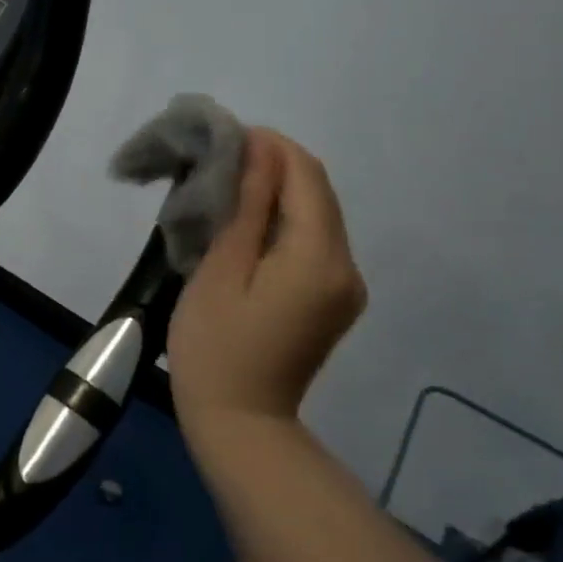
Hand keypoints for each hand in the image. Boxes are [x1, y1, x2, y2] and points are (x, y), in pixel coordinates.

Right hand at [167, 129, 365, 439]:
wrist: (240, 423)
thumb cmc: (215, 347)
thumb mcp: (221, 270)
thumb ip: (247, 206)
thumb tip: (259, 150)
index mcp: (319, 257)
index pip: (306, 176)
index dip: (270, 147)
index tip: (224, 138)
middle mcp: (347, 265)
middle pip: (317, 192)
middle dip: (273, 165)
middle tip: (219, 162)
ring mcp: (345, 285)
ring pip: (317, 215)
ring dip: (277, 192)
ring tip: (228, 189)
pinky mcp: (334, 299)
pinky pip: (314, 242)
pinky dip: (284, 222)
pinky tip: (249, 226)